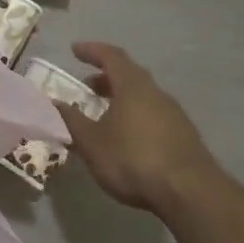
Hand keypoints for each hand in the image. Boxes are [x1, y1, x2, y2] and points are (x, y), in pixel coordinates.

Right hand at [56, 41, 234, 215]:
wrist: (190, 192)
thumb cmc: (133, 160)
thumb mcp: (92, 142)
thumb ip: (71, 120)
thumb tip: (54, 102)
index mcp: (133, 86)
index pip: (111, 56)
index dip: (92, 50)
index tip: (74, 50)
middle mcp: (156, 93)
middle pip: (130, 75)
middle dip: (106, 77)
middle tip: (87, 85)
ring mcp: (174, 114)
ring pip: (143, 96)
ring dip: (121, 97)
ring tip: (103, 113)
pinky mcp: (184, 135)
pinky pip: (153, 114)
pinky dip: (135, 115)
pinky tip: (127, 136)